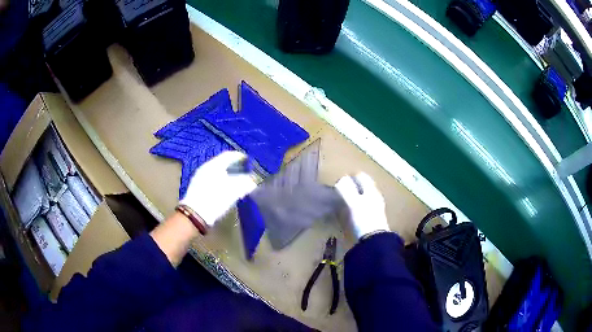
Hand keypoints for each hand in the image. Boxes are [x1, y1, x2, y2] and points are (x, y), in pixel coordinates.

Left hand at [179, 151, 256, 226]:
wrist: (195, 215)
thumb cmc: (216, 199)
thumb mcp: (234, 191)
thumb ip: (245, 182)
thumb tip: (253, 180)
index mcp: (214, 165)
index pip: (229, 155)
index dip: (240, 157)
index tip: (249, 161)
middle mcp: (205, 167)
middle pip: (222, 163)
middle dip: (234, 166)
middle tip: (244, 171)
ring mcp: (199, 177)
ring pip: (216, 171)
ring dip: (227, 174)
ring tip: (236, 181)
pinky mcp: (196, 187)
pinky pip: (211, 179)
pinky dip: (220, 181)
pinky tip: (224, 189)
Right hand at [335, 172, 389, 238]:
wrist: (374, 241)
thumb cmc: (363, 219)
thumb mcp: (352, 202)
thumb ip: (346, 189)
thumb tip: (342, 179)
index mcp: (372, 190)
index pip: (362, 176)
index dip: (350, 177)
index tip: (339, 183)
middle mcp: (375, 197)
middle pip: (363, 187)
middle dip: (352, 188)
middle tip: (339, 193)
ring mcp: (375, 208)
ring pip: (363, 198)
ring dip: (353, 198)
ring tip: (341, 204)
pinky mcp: (373, 219)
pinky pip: (363, 208)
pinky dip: (355, 208)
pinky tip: (348, 215)